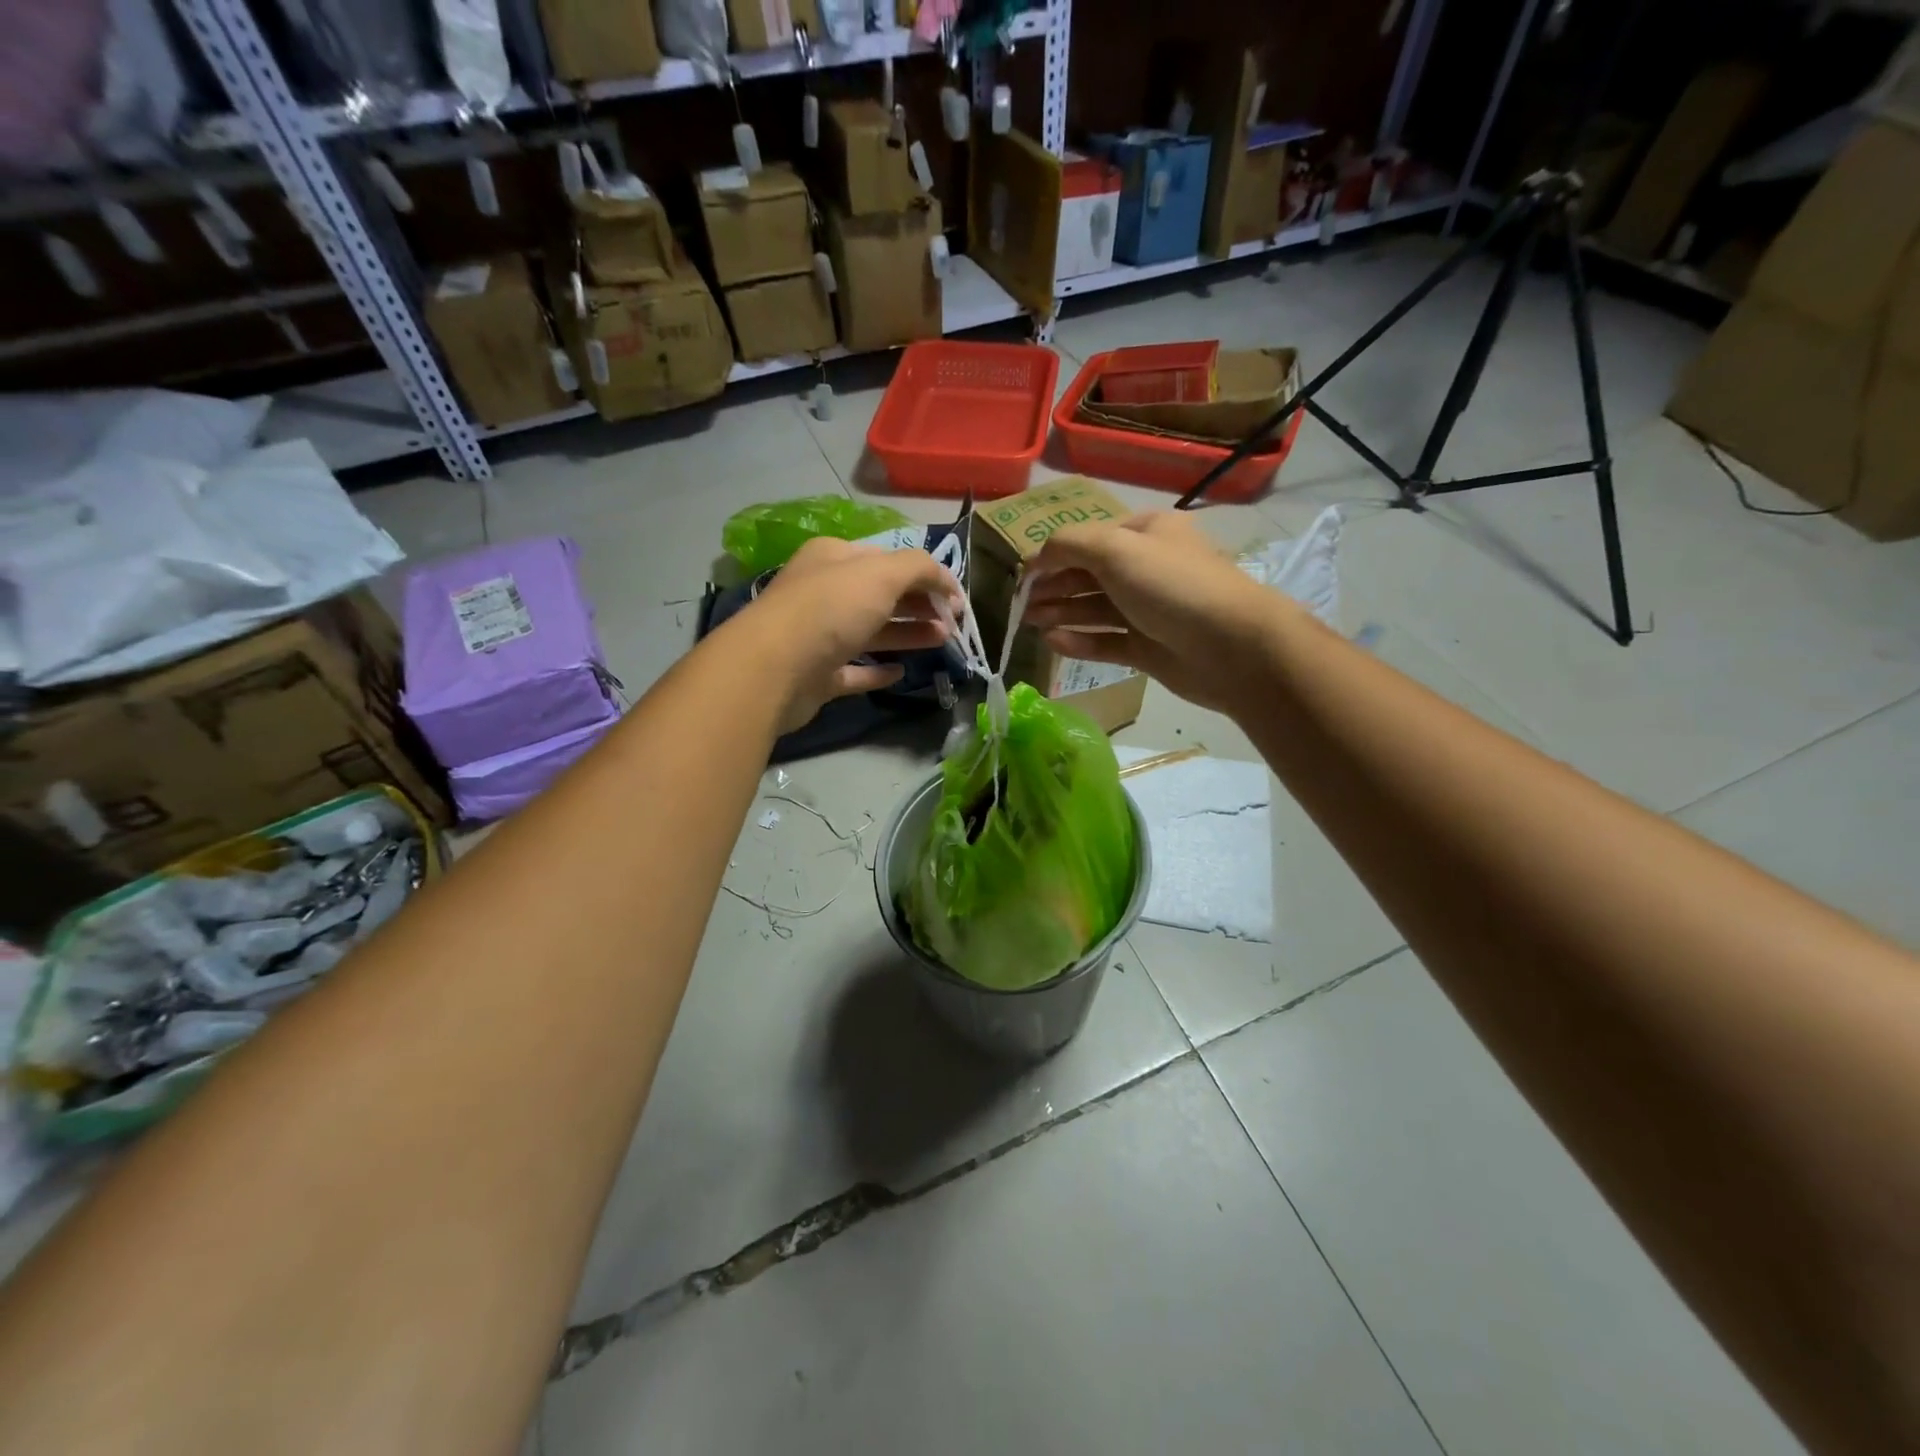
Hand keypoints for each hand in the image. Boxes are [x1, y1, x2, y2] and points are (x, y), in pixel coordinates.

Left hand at [739, 535, 958, 733]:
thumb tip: (945, 580)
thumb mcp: (881, 574)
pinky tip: (901, 672)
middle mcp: (824, 593)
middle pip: (881, 595)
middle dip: (920, 605)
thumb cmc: (829, 610)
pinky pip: (853, 671)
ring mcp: (819, 637)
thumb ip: (919, 568)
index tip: (956, 598)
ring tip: (943, 642)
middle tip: (954, 623)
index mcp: (834, 558)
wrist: (774, 669)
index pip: (887, 560)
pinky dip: (878, 671)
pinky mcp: (817, 676)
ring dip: (908, 633)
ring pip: (871, 632)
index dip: (925, 575)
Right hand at [1024, 512, 1292, 714]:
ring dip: (1061, 612)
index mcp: (1145, 533)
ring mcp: (1147, 610)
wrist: (1231, 646)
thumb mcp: (1116, 549)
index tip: (1022, 576)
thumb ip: (1068, 545)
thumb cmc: (1172, 586)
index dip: (1053, 555)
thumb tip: (1037, 558)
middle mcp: (1146, 568)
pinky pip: (1106, 641)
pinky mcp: (1148, 648)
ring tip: (1029, 623)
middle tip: (1021, 605)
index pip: (1088, 539)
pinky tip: (1053, 642)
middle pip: (1089, 574)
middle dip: (1054, 586)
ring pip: (1095, 609)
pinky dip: (1080, 640)